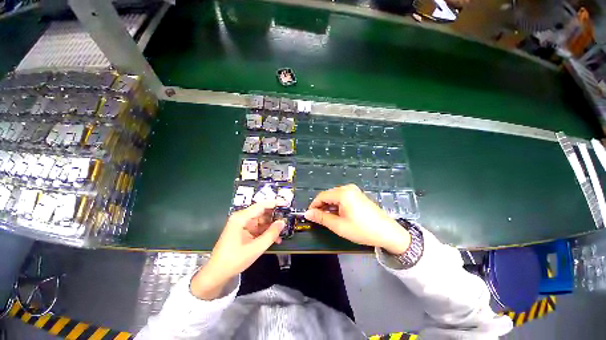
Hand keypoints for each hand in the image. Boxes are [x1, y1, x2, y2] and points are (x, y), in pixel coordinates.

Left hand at [191, 201, 284, 299]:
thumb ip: (271, 234)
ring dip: (272, 226)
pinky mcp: (244, 232)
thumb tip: (283, 222)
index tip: (286, 204)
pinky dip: (267, 232)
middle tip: (288, 219)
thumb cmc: (234, 260)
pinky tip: (276, 239)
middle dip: (275, 216)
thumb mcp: (255, 248)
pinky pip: (259, 228)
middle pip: (262, 212)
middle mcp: (242, 218)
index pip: (261, 206)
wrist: (217, 274)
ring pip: (262, 221)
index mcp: (241, 218)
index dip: (274, 203)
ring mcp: (243, 225)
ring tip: (283, 231)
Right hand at [304, 184, 410, 253]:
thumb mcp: (339, 225)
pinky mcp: (358, 195)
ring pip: (335, 196)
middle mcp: (348, 188)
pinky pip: (343, 197)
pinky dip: (337, 205)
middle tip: (319, 219)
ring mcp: (354, 190)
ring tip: (328, 219)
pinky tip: (339, 215)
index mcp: (343, 193)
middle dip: (322, 206)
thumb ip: (321, 218)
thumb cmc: (362, 230)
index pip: (322, 196)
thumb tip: (307, 213)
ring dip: (329, 206)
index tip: (310, 215)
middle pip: (328, 195)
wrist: (388, 233)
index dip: (314, 205)